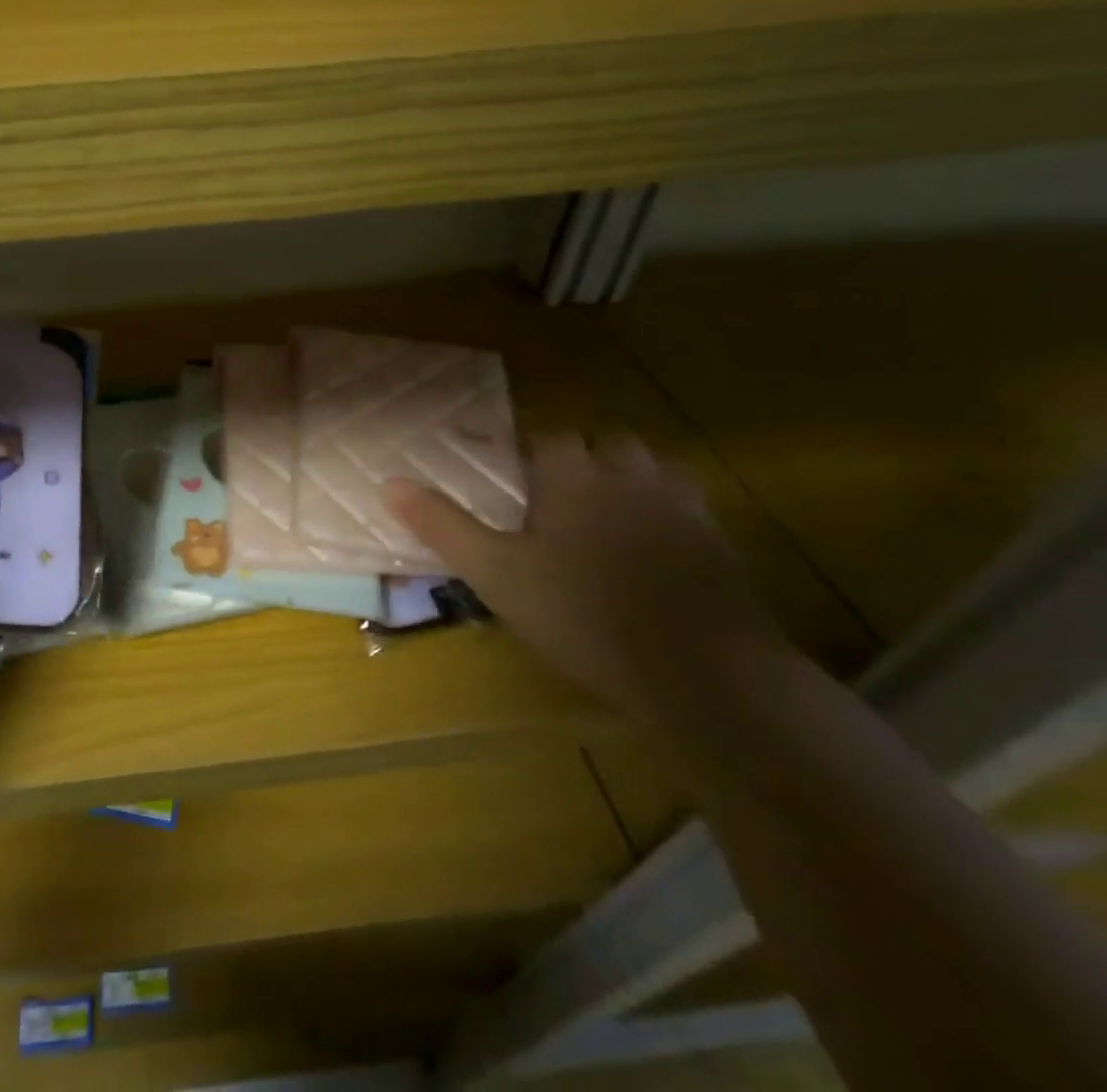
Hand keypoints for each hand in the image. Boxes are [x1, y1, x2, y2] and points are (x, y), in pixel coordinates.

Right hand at [383, 432, 790, 719]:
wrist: (701, 672)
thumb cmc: (582, 614)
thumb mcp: (495, 573)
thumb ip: (443, 525)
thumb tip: (388, 483)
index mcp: (575, 475)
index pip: (550, 436)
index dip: (528, 451)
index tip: (511, 478)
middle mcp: (631, 475)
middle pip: (606, 442)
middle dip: (581, 458)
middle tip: (554, 498)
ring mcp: (683, 506)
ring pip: (651, 468)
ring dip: (625, 479)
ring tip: (600, 517)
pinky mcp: (719, 542)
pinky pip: (686, 507)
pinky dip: (663, 515)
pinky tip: (648, 553)